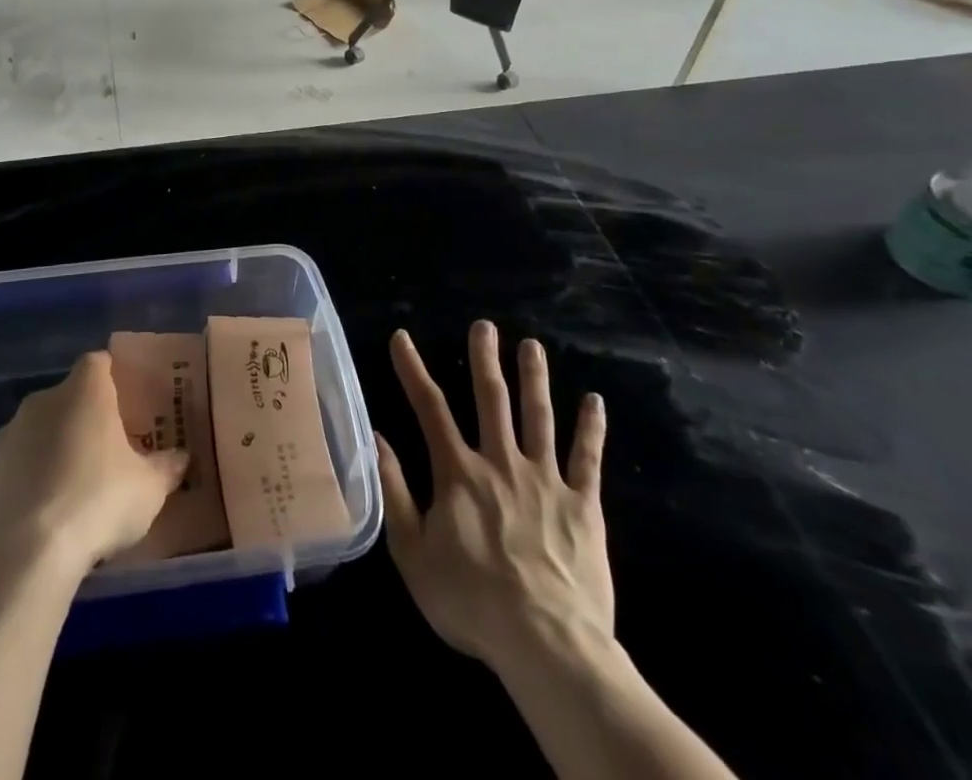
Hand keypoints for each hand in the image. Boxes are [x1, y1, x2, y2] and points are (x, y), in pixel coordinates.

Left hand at [0, 351, 188, 575]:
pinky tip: (52, 509)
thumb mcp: (149, 488)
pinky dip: (36, 475)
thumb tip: (181, 457)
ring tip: (80, 485)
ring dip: (59, 446)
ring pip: (44, 428)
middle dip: (88, 417)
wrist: (27, 553)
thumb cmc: (99, 500)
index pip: (100, 363)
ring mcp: (12, 432)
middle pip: (71, 395)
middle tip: (111, 449)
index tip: (129, 405)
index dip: (114, 379)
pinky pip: (22, 460)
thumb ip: (166, 467)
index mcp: (86, 388)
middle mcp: (45, 398)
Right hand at [377, 324, 611, 679]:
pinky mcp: (583, 505)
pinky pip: (588, 459)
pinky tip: (595, 400)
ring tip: (532, 346)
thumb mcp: (412, 553)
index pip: (430, 408)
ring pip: (539, 417)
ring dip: (535, 378)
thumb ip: (394, 492)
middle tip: (485, 325)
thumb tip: (377, 438)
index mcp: (459, 472)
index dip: (413, 370)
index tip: (403, 338)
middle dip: (485, 359)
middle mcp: (501, 462)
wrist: (547, 645)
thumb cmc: (471, 602)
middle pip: (491, 400)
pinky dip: (591, 428)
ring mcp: (546, 480)